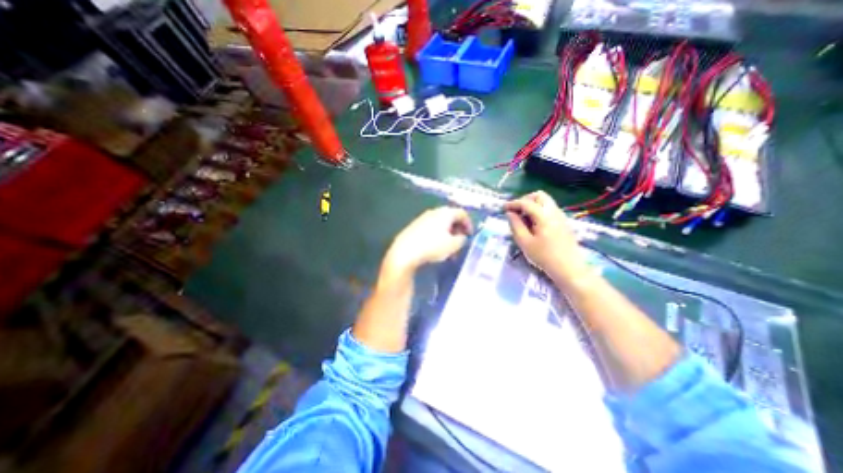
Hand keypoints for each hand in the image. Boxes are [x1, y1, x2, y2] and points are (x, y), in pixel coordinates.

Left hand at [385, 204, 472, 273]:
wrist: (405, 251)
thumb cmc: (432, 246)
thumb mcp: (453, 245)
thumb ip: (462, 239)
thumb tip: (462, 237)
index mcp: (445, 213)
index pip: (462, 213)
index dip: (469, 224)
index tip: (470, 235)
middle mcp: (434, 212)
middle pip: (450, 217)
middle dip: (457, 229)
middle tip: (460, 242)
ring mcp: (422, 218)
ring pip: (440, 224)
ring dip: (447, 234)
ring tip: (449, 248)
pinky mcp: (414, 226)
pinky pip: (430, 228)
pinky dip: (437, 235)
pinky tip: (435, 247)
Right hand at [503, 190, 588, 281]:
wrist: (569, 268)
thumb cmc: (544, 256)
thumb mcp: (524, 242)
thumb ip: (515, 225)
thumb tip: (510, 213)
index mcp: (544, 216)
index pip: (526, 203)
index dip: (513, 203)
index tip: (503, 208)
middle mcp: (554, 212)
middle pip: (539, 196)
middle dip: (525, 200)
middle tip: (516, 211)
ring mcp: (561, 216)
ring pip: (545, 201)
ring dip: (532, 205)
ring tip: (523, 218)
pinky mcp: (563, 222)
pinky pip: (549, 208)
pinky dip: (539, 210)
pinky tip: (533, 224)